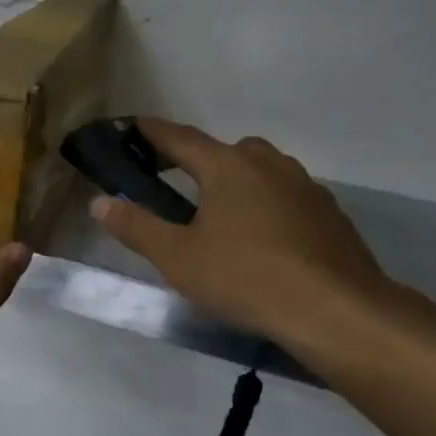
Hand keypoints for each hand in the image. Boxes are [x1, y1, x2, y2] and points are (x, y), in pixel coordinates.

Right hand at [89, 120, 424, 358]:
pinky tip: (262, 239)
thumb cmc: (246, 277)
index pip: (180, 138)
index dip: (153, 132)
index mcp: (228, 166)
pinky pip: (286, 197)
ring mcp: (305, 186)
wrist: (336, 310)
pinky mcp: (329, 213)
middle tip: (175, 181)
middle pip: (225, 151)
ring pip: (261, 172)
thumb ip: (136, 227)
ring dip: (236, 182)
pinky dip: (266, 205)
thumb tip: (99, 202)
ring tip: (219, 214)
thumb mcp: (177, 257)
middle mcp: (268, 164)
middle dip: (198, 160)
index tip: (133, 125)